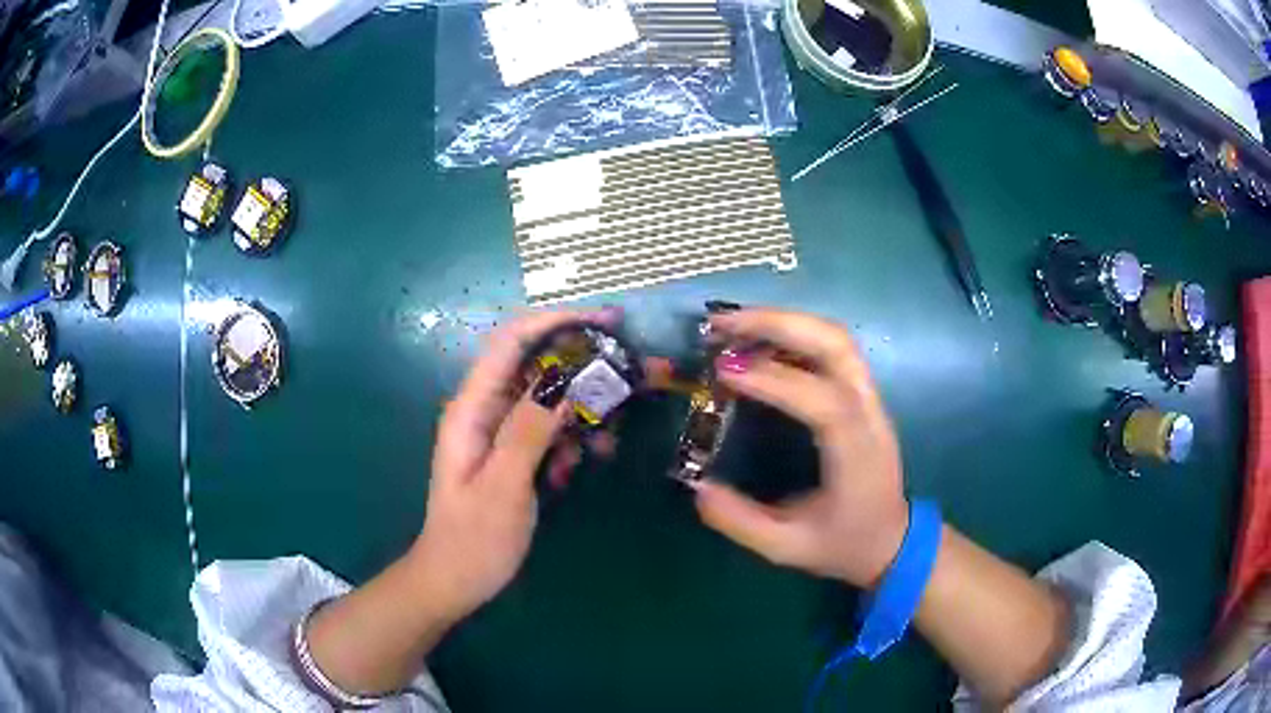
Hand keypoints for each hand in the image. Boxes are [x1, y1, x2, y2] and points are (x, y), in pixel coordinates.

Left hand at [408, 308, 619, 622]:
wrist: (454, 580)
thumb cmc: (473, 540)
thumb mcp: (503, 487)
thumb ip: (529, 431)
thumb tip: (565, 382)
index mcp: (471, 408)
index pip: (512, 341)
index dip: (558, 321)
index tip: (608, 321)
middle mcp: (484, 409)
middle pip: (535, 363)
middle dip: (583, 362)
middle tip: (633, 371)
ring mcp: (498, 431)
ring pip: (548, 397)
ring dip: (582, 408)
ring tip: (610, 435)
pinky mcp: (512, 452)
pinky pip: (549, 428)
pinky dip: (572, 436)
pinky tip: (583, 463)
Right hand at [693, 308, 909, 588]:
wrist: (892, 541)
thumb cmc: (844, 545)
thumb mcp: (787, 547)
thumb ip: (741, 521)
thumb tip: (696, 487)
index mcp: (856, 454)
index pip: (825, 401)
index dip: (775, 379)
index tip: (723, 371)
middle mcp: (869, 414)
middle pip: (836, 346)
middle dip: (778, 324)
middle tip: (721, 324)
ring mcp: (869, 400)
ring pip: (836, 338)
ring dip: (784, 322)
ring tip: (733, 324)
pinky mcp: (861, 396)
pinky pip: (832, 350)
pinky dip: (793, 334)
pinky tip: (758, 342)